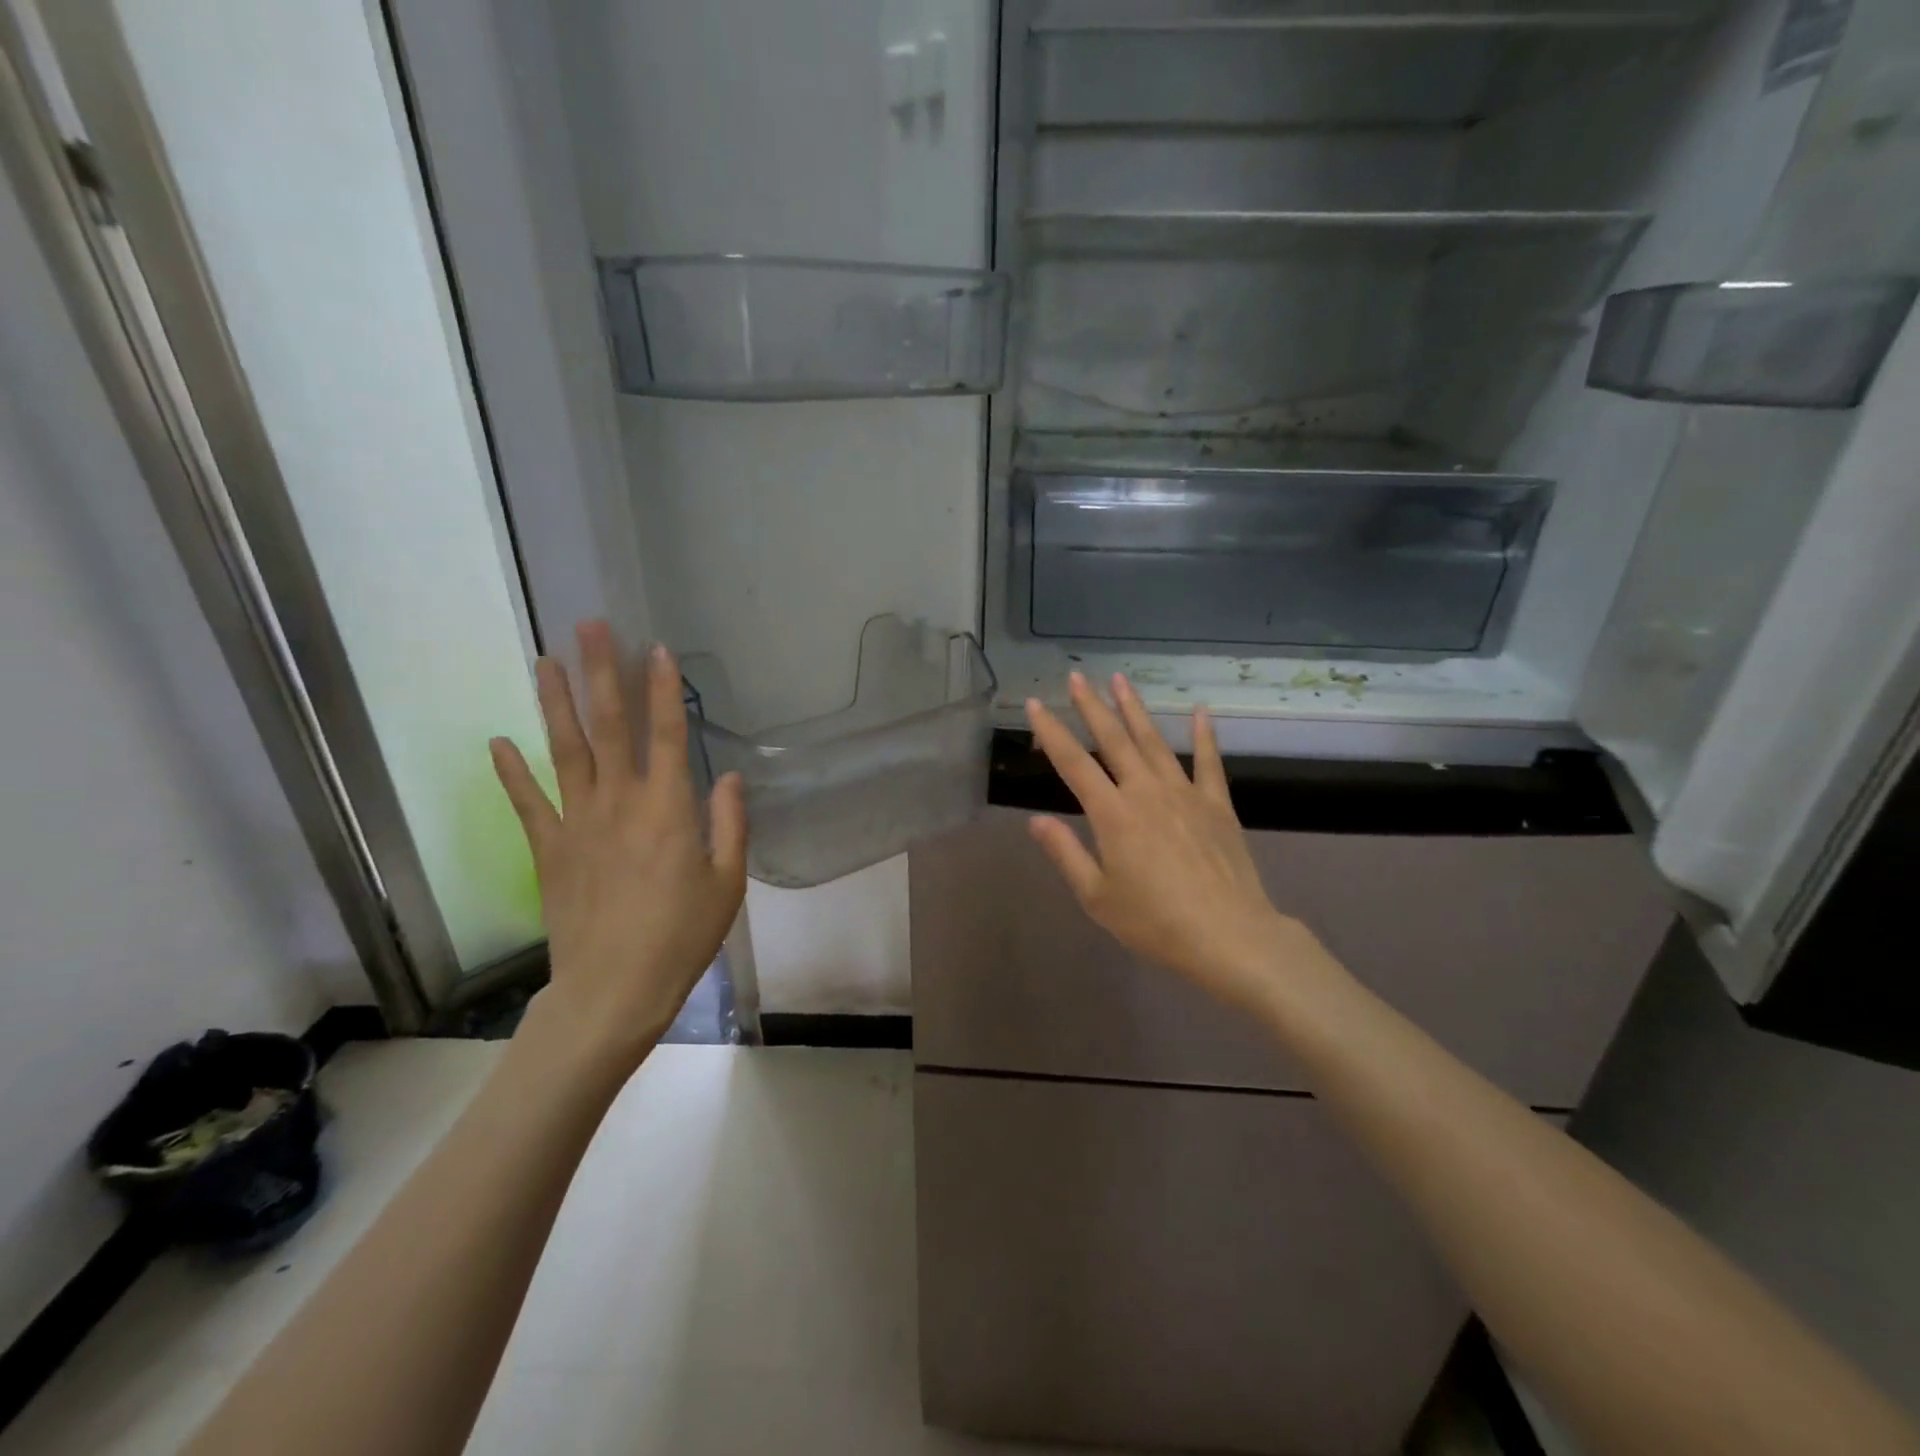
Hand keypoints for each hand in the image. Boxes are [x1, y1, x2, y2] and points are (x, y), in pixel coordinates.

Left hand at [490, 621, 746, 1070]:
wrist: (614, 990)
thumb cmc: (682, 937)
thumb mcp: (727, 883)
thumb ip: (730, 824)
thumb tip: (729, 777)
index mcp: (668, 809)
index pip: (668, 734)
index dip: (663, 690)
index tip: (656, 649)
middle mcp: (620, 802)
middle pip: (609, 726)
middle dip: (601, 672)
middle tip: (589, 626)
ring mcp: (578, 823)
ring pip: (565, 751)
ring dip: (556, 703)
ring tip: (546, 661)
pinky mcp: (549, 849)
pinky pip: (528, 802)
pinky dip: (512, 772)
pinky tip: (499, 741)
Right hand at [1024, 673, 1328, 1015]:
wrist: (1229, 935)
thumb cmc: (1155, 922)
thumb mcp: (1098, 897)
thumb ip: (1066, 853)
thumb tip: (1036, 820)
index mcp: (1112, 815)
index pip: (1073, 763)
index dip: (1051, 731)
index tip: (1034, 704)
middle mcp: (1146, 792)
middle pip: (1114, 740)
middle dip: (1091, 706)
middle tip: (1076, 676)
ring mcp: (1185, 794)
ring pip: (1154, 742)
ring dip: (1135, 709)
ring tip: (1120, 680)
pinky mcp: (1217, 805)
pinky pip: (1209, 762)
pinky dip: (1205, 735)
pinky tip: (1200, 711)